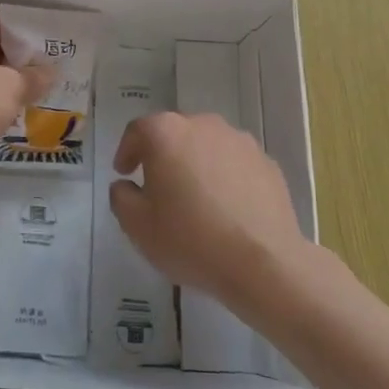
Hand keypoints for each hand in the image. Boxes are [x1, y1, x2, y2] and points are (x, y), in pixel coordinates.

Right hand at [110, 112, 305, 310]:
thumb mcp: (137, 226)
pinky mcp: (267, 162)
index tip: (124, 173)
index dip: (126, 151)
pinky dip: (225, 177)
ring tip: (195, 199)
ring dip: (196, 164)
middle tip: (157, 187)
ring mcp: (240, 141)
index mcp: (166, 133)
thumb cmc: (190, 239)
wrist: (264, 263)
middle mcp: (203, 125)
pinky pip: (235, 164)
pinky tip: (226, 208)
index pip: (137, 131)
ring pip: (207, 146)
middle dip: (162, 156)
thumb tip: (126, 185)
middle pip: (174, 133)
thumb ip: (121, 197)